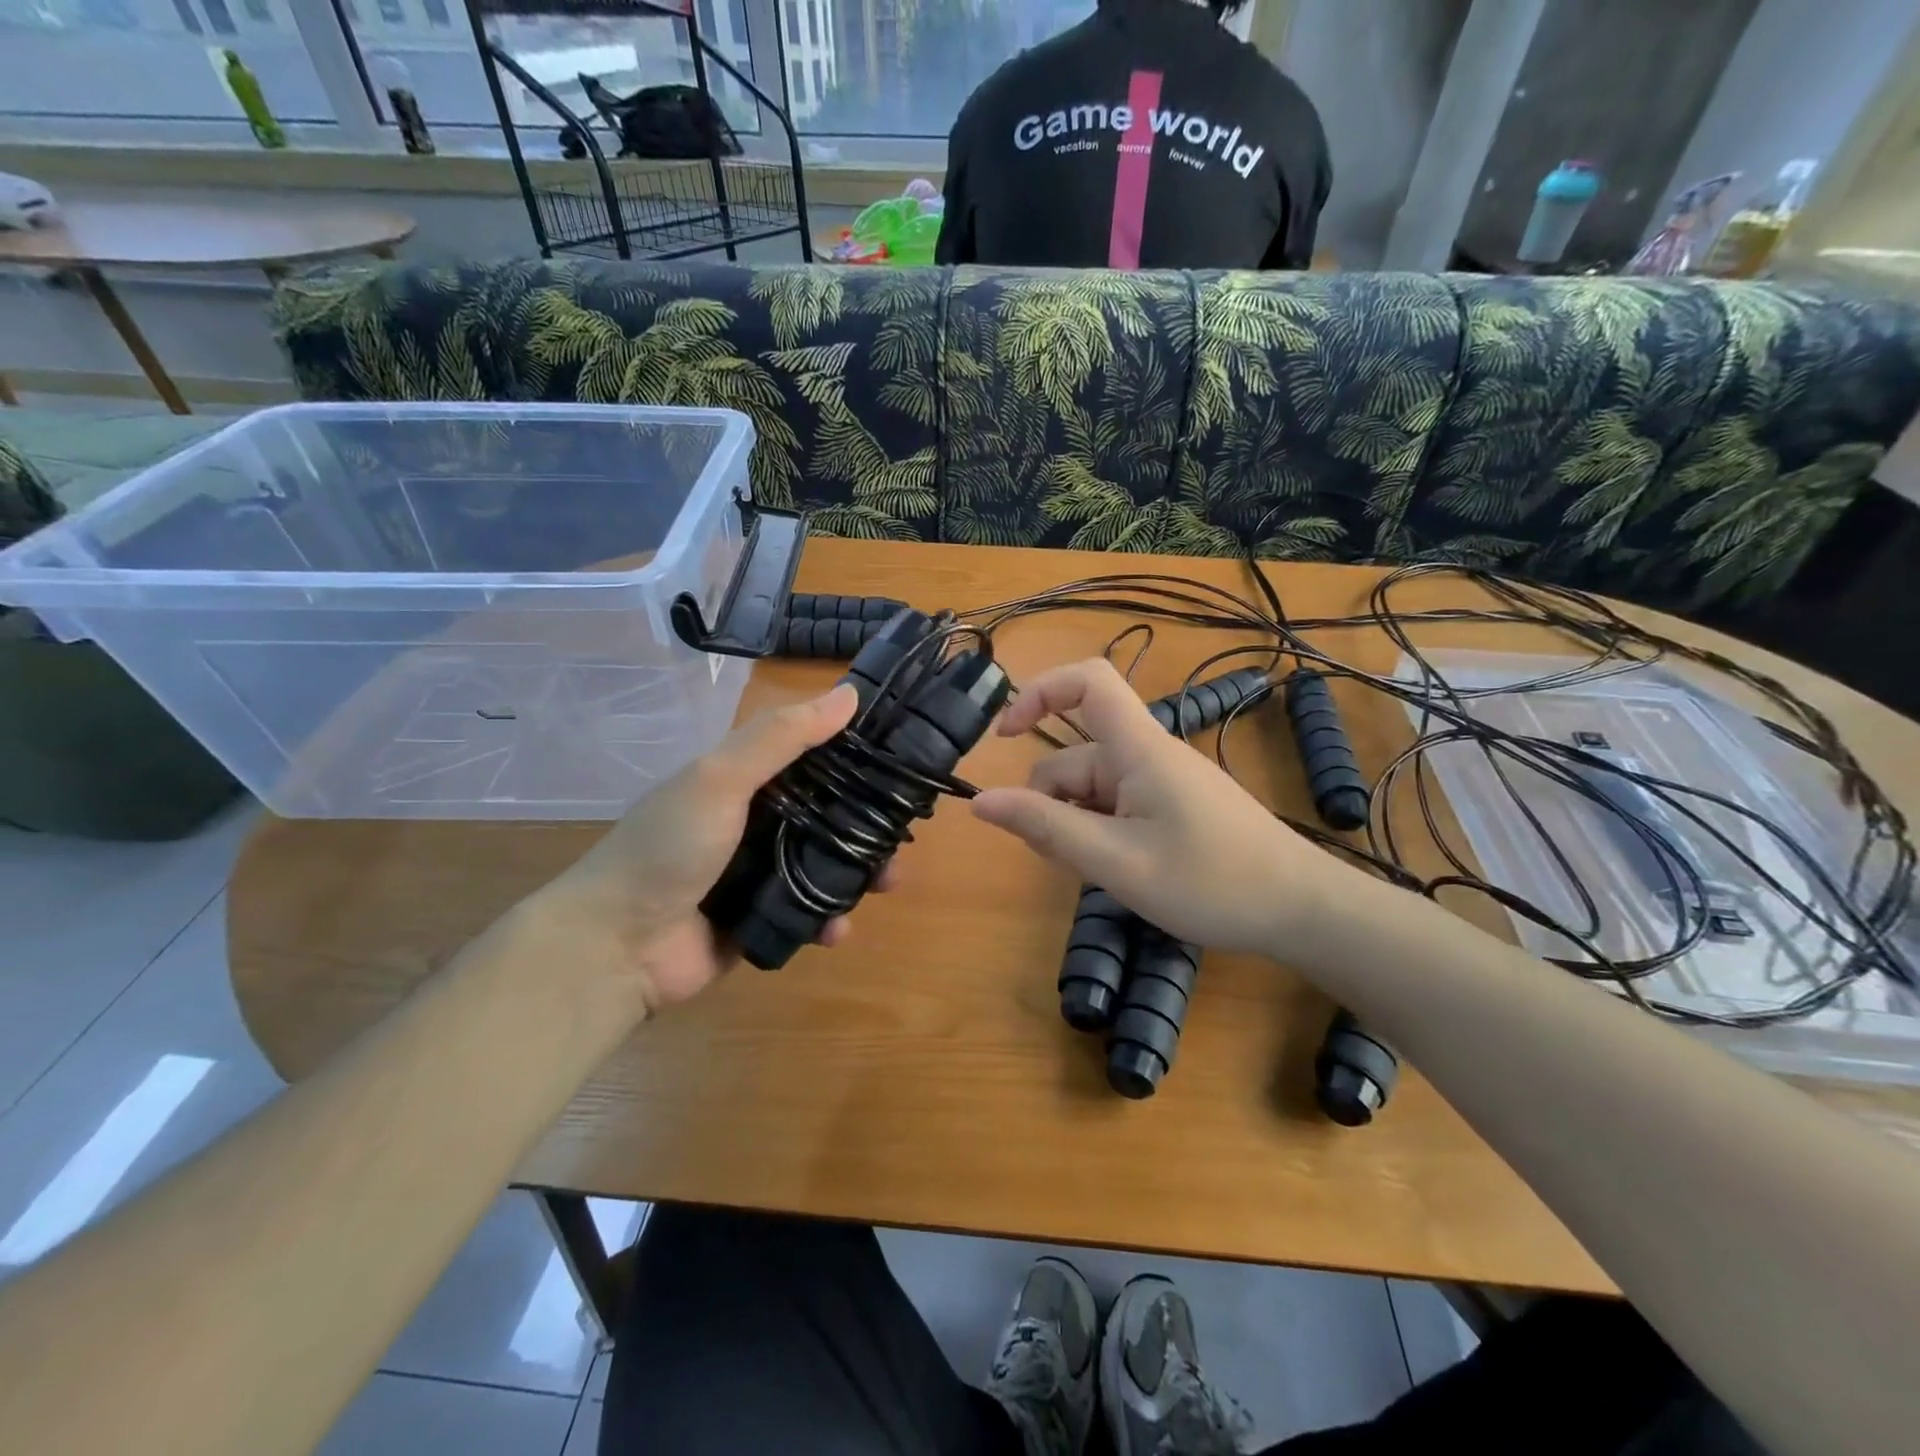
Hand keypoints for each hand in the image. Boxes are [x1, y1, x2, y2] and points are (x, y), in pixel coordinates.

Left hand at [528, 682, 887, 1014]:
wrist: (616, 945)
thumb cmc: (668, 847)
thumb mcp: (720, 779)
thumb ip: (781, 737)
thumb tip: (849, 694)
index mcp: (747, 779)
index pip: (814, 756)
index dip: (857, 755)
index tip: (904, 762)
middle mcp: (758, 820)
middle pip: (830, 814)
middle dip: (869, 825)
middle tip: (902, 840)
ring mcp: (760, 872)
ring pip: (827, 865)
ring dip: (860, 875)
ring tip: (886, 886)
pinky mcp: (763, 918)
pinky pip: (809, 913)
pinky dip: (829, 919)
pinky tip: (836, 929)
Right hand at [972, 658, 1353, 954]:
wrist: (1302, 910)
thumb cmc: (1212, 883)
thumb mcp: (1117, 861)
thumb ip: (1046, 828)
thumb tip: (981, 801)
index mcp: (1138, 749)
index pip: (1087, 681)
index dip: (1039, 693)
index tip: (1005, 736)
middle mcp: (1147, 755)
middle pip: (1077, 756)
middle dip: (1051, 802)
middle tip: (1057, 859)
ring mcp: (1163, 782)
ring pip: (1094, 789)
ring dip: (1075, 825)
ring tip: (1095, 875)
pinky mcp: (1174, 807)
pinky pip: (1118, 807)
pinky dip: (1101, 833)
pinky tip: (1115, 872)